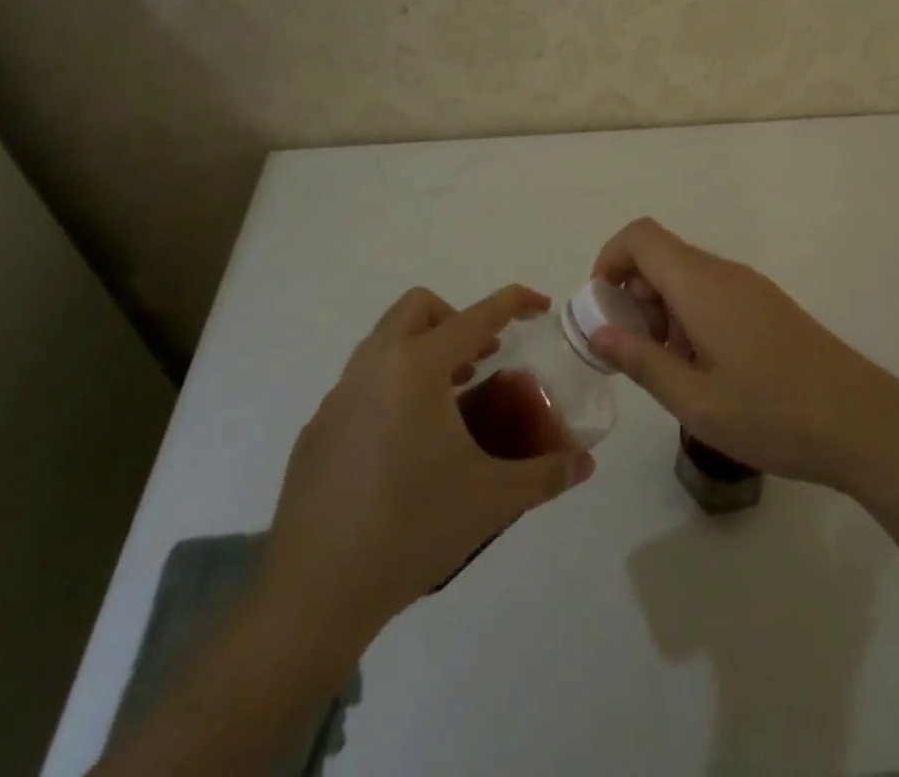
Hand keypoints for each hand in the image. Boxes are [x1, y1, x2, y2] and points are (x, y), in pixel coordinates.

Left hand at [261, 285, 593, 666]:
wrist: (313, 596)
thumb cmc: (412, 530)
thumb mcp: (492, 499)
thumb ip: (546, 473)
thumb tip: (585, 463)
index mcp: (417, 368)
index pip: (477, 315)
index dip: (514, 302)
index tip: (540, 306)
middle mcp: (373, 367)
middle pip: (417, 309)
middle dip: (456, 320)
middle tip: (481, 361)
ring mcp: (337, 398)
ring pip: (385, 343)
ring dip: (424, 353)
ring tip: (450, 403)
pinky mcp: (316, 431)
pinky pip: (362, 384)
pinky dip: (393, 389)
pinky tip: (404, 449)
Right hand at [586, 218, 898, 493]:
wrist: (861, 421)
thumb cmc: (772, 413)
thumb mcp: (695, 400)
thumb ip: (641, 360)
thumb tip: (598, 330)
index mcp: (702, 285)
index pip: (641, 237)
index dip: (610, 260)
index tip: (602, 309)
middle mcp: (725, 273)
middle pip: (662, 256)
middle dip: (634, 295)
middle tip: (638, 353)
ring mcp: (751, 287)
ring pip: (687, 276)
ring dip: (663, 310)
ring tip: (673, 370)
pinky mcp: (767, 305)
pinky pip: (713, 293)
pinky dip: (691, 317)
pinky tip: (706, 369)